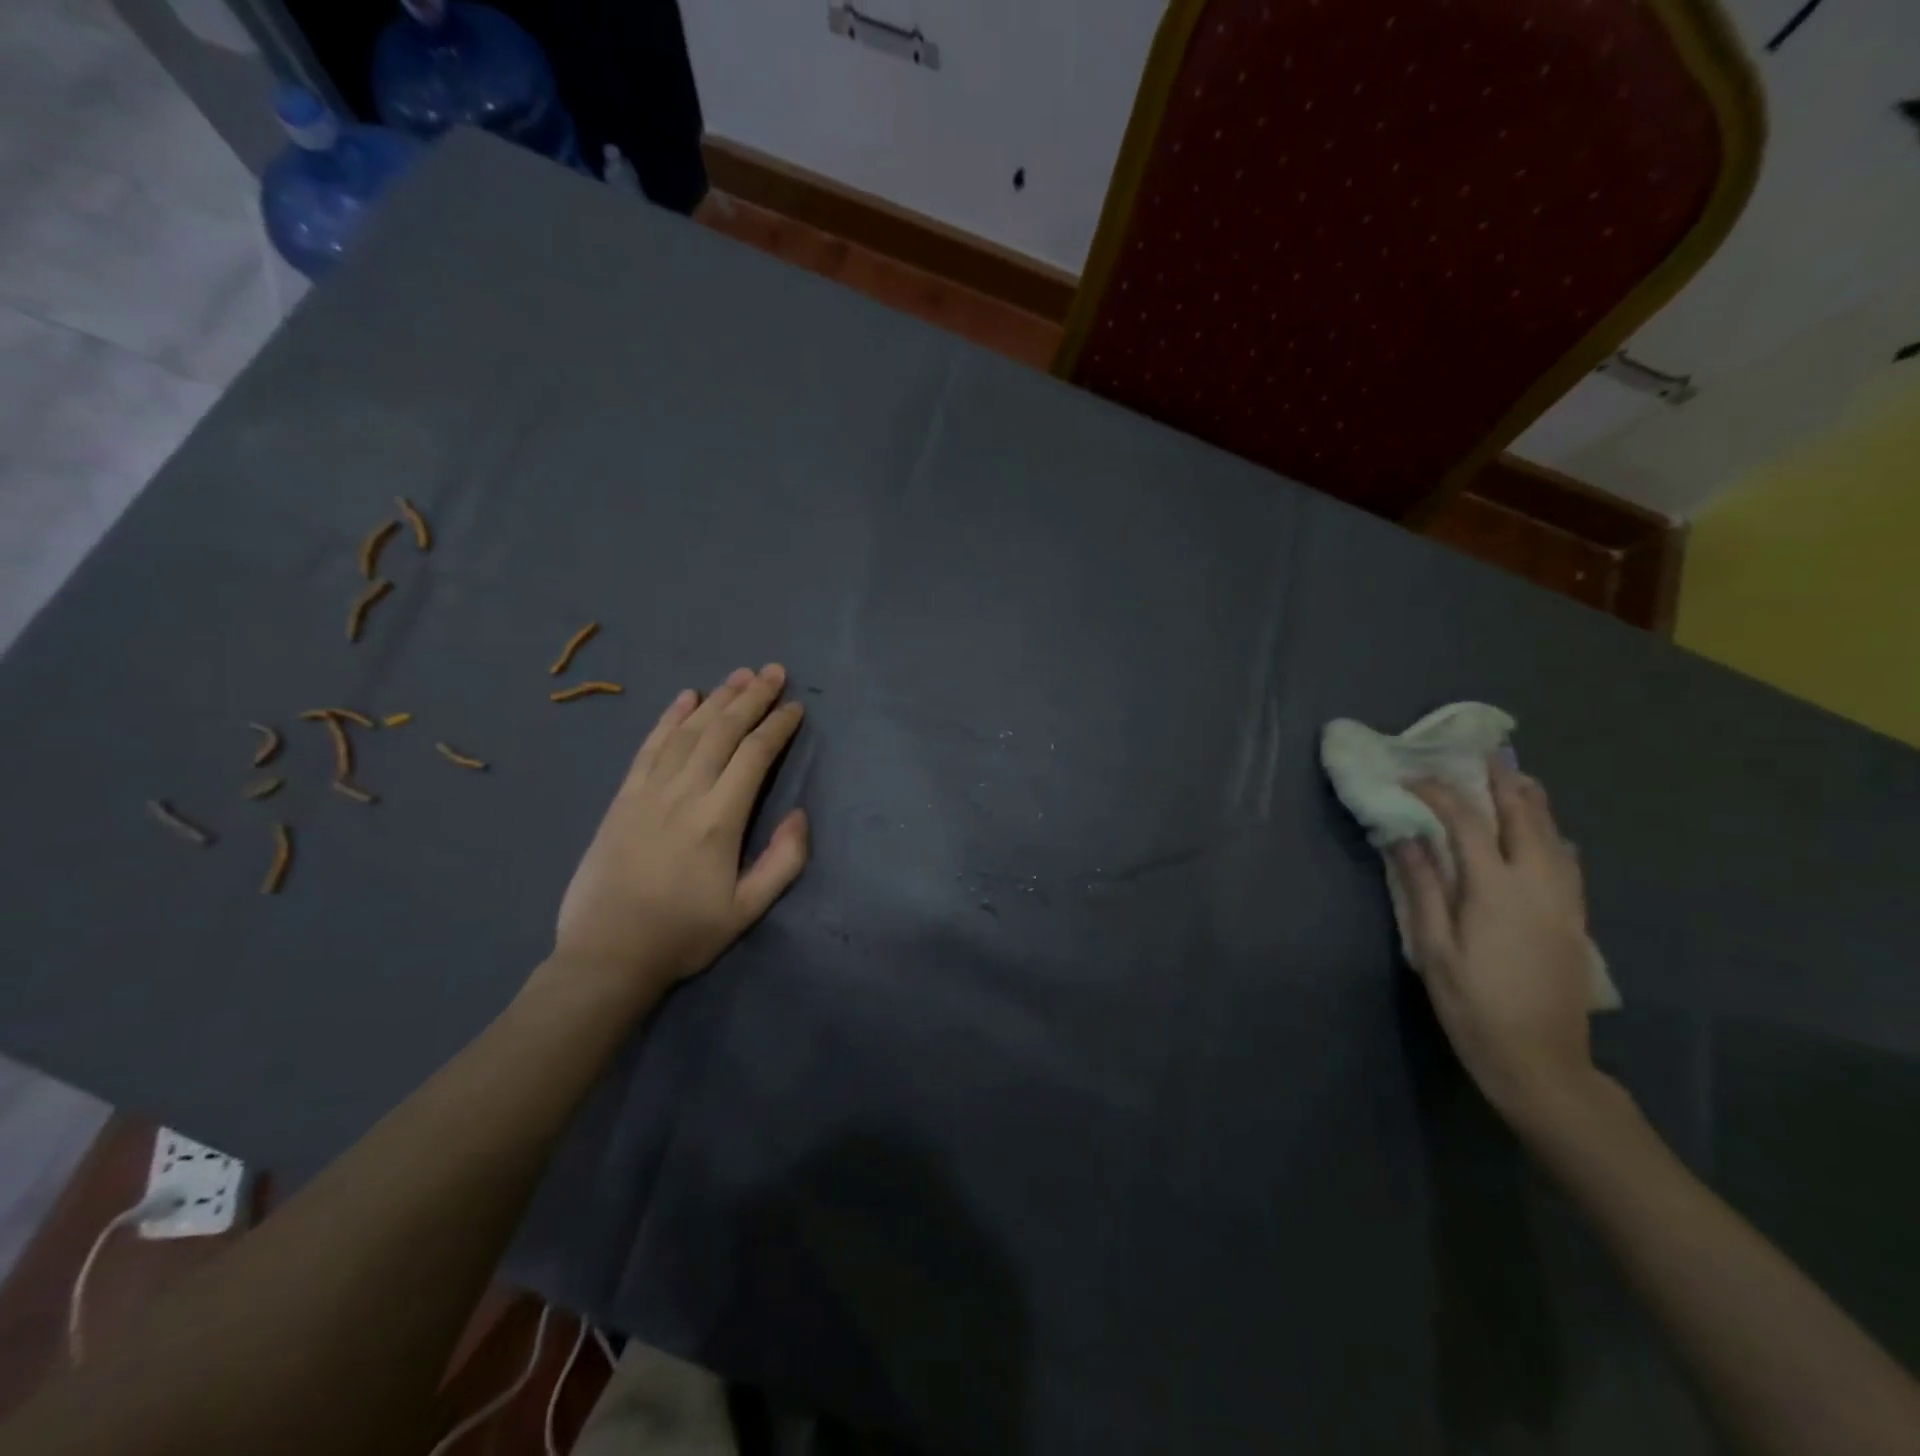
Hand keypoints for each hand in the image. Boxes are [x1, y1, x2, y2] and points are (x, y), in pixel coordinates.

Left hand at [548, 665, 808, 1010]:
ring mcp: (648, 791)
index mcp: (719, 819)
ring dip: (717, 698)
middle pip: (722, 731)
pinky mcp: (623, 798)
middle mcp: (684, 793)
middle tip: (774, 671)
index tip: (796, 707)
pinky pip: (649, 746)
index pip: (755, 756)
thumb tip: (800, 814)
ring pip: (688, 731)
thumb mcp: (747, 910)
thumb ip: (783, 861)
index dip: (778, 726)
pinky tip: (685, 698)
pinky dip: (669, 718)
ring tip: (740, 675)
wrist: (606, 955)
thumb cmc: (684, 935)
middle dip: (752, 697)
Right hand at [1391, 760, 1600, 1124]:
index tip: (1411, 779)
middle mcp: (1536, 883)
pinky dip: (1552, 833)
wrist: (1541, 1060)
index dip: (1437, 794)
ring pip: (1553, 835)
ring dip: (1532, 802)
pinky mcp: (1574, 919)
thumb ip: (1422, 887)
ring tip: (1515, 777)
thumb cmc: (1473, 1004)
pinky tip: (1545, 833)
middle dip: (1501, 782)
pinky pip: (1567, 861)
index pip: (1465, 823)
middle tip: (1484, 754)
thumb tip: (1404, 837)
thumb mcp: (1433, 948)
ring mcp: (1562, 901)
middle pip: (1523, 817)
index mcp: (1494, 888)